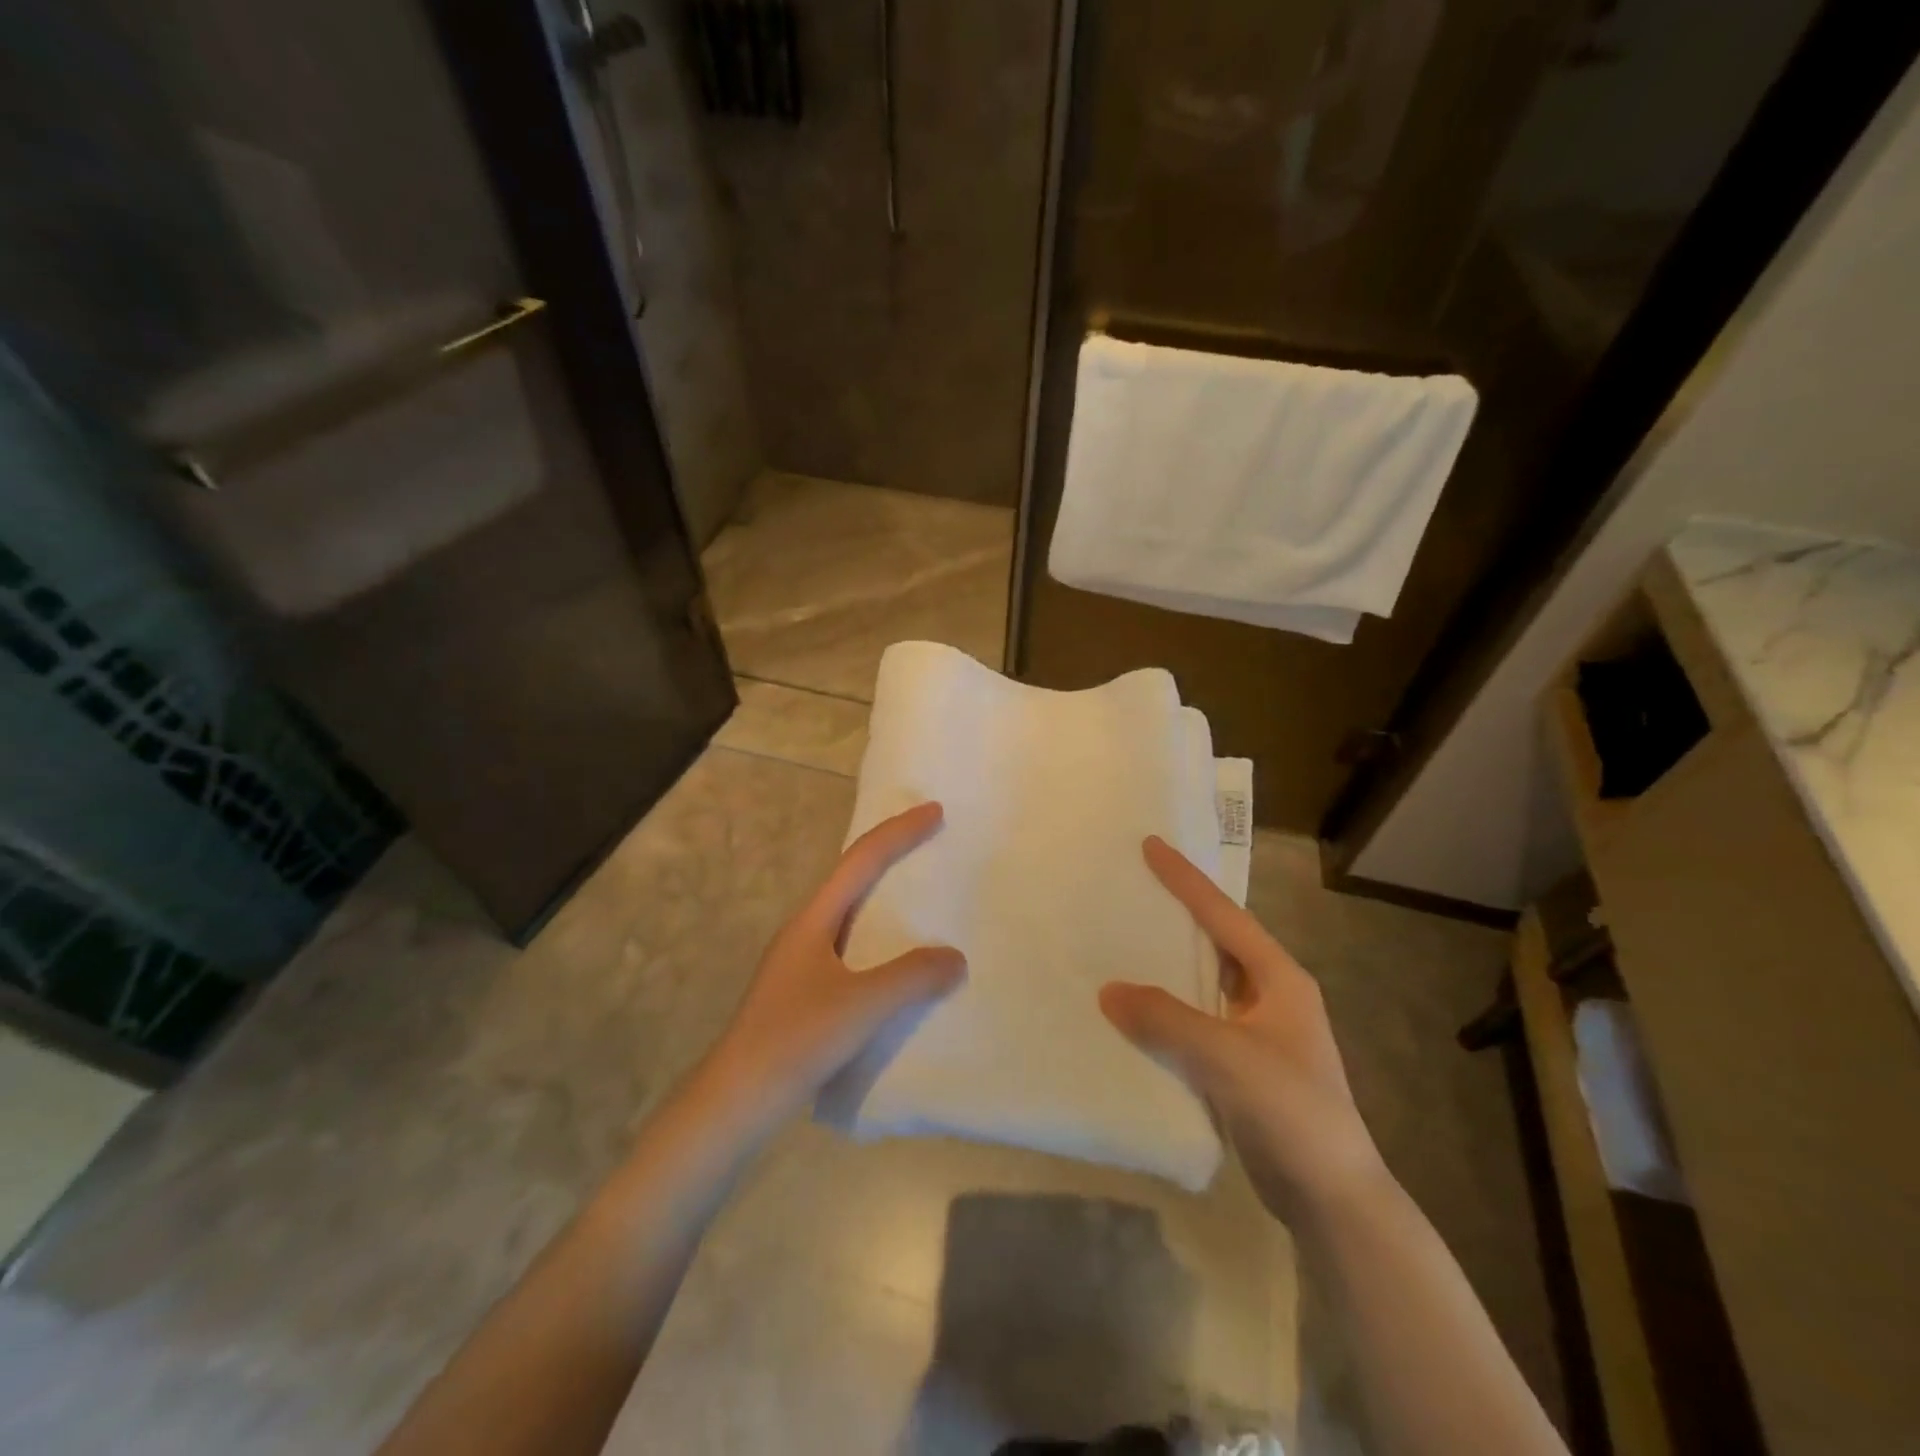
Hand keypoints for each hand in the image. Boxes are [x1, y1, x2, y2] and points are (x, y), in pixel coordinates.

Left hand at [706, 802, 966, 1120]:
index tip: (935, 812)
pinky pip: (851, 947)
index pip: (861, 860)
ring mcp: (802, 962)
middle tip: (932, 843)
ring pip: (851, 913)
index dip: (899, 831)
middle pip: (853, 877)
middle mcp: (806, 930)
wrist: (736, 1099)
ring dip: (885, 897)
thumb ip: (911, 977)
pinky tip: (898, 962)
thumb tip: (955, 957)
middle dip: (892, 854)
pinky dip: (880, 938)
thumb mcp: (861, 1006)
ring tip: (922, 897)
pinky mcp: (804, 992)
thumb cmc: (796, 1040)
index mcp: (814, 919)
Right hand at [1100, 837, 1388, 1221]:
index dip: (1186, 879)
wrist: (1333, 1198)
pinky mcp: (1245, 1065)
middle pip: (1218, 940)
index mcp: (1279, 979)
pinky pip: (1198, 1019)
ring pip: (1206, 981)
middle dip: (1180, 912)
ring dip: (1171, 961)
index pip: (1224, 915)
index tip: (1151, 844)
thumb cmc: (1292, 1111)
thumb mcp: (1228, 1057)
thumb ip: (1166, 1019)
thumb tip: (1107, 990)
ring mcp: (1259, 1032)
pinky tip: (1138, 1009)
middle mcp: (1272, 996)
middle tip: (1135, 885)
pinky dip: (1169, 1007)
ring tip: (1127, 938)